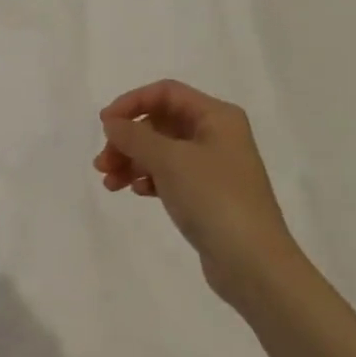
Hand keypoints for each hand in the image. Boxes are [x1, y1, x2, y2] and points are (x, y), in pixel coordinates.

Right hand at [94, 80, 295, 305]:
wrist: (253, 263)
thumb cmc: (213, 199)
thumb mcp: (169, 160)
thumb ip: (135, 136)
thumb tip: (112, 122)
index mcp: (217, 116)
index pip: (166, 93)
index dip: (131, 103)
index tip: (104, 125)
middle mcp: (217, 135)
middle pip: (160, 122)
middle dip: (128, 139)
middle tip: (102, 163)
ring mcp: (214, 166)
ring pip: (161, 151)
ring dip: (132, 161)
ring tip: (110, 183)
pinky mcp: (207, 194)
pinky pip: (170, 175)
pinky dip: (149, 179)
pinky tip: (136, 192)